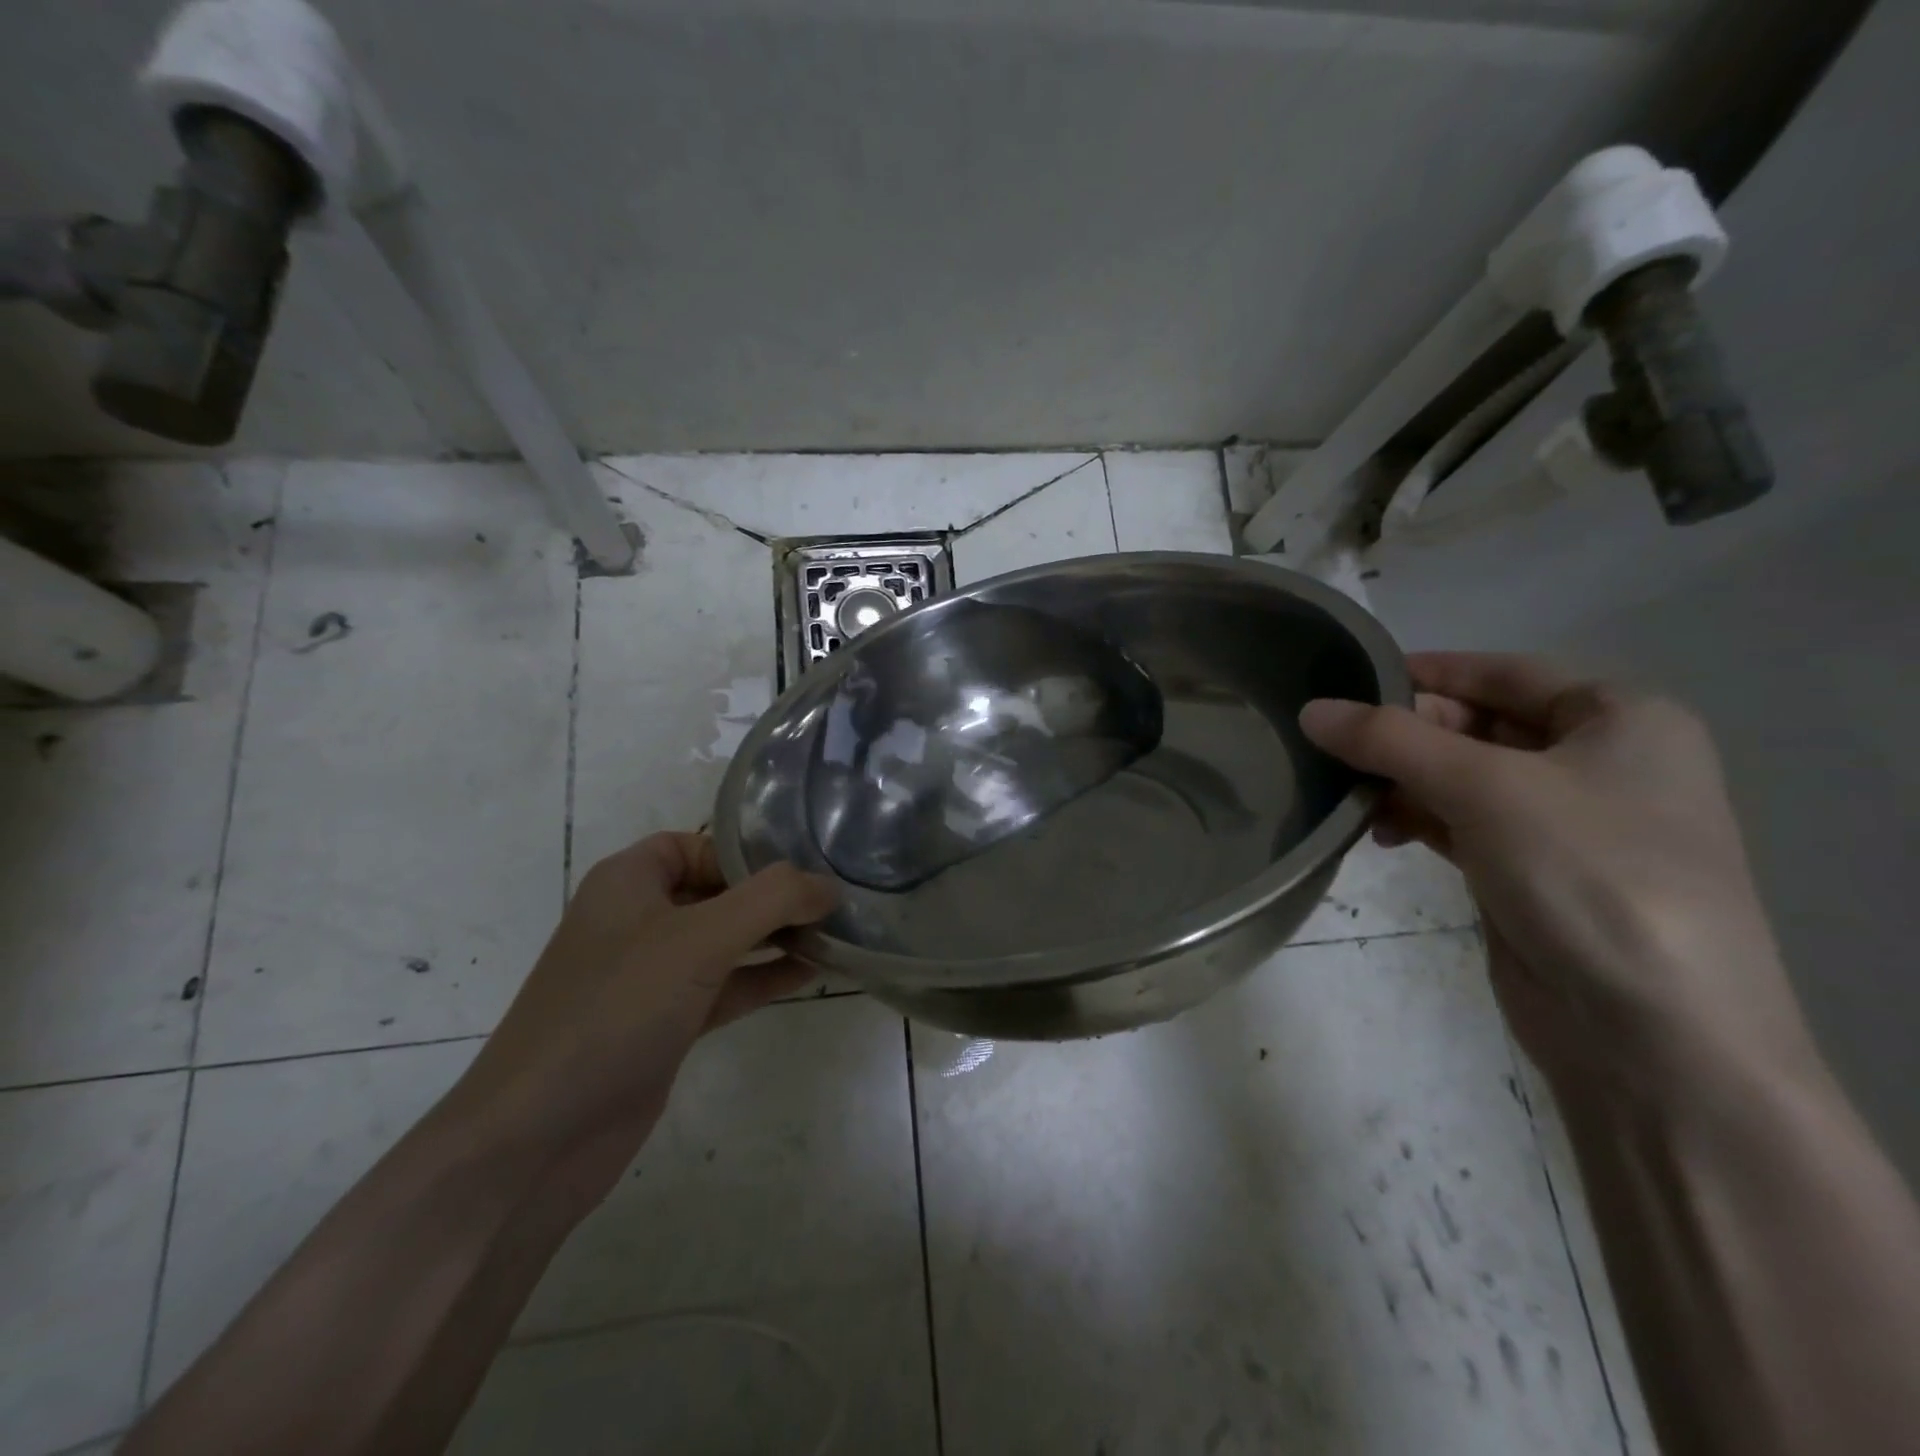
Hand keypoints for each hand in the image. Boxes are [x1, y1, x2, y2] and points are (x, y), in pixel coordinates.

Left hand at [446, 834, 835, 1204]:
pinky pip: (724, 985)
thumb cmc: (616, 1010)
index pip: (697, 844)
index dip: (748, 852)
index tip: (804, 867)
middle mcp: (637, 921)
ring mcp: (650, 977)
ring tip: (835, 933)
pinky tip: (809, 973)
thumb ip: (772, 900)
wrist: (538, 1138)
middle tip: (834, 900)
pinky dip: (763, 977)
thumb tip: (830, 886)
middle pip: (718, 891)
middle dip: (774, 896)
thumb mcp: (700, 939)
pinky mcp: (664, 1023)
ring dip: (775, 937)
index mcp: (628, 882)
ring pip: (725, 941)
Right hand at [1299, 652, 1816, 1101]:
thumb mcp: (1484, 788)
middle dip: (1405, 735)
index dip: (1426, 672)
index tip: (1347, 678)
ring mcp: (1565, 822)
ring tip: (1347, 797)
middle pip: (1478, 725)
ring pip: (1462, 777)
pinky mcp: (1531, 871)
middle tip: (1334, 746)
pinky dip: (1416, 820)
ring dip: (1402, 781)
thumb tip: (1310, 710)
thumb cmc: (1587, 874)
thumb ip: (1389, 741)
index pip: (1503, 672)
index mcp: (1621, 718)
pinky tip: (1377, 834)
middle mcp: (1599, 761)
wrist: (1652, 1032)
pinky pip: (1460, 823)